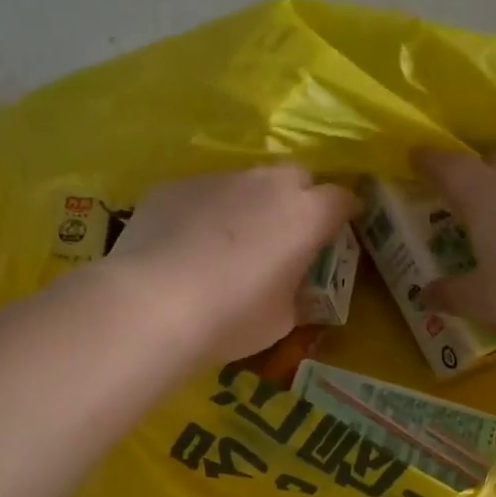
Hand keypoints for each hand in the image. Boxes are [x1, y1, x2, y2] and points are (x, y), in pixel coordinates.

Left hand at [108, 165, 357, 363]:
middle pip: (296, 177)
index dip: (343, 215)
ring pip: (246, 182)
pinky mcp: (175, 185)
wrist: (152, 304)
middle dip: (299, 199)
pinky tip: (185, 245)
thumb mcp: (282, 319)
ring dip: (249, 204)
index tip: (337, 233)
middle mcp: (266, 184)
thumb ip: (297, 292)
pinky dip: (205, 212)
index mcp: (305, 216)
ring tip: (228, 243)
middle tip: (284, 235)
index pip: (341, 199)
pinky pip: (202, 193)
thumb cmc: (231, 318)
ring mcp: (218, 178)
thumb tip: (293, 285)